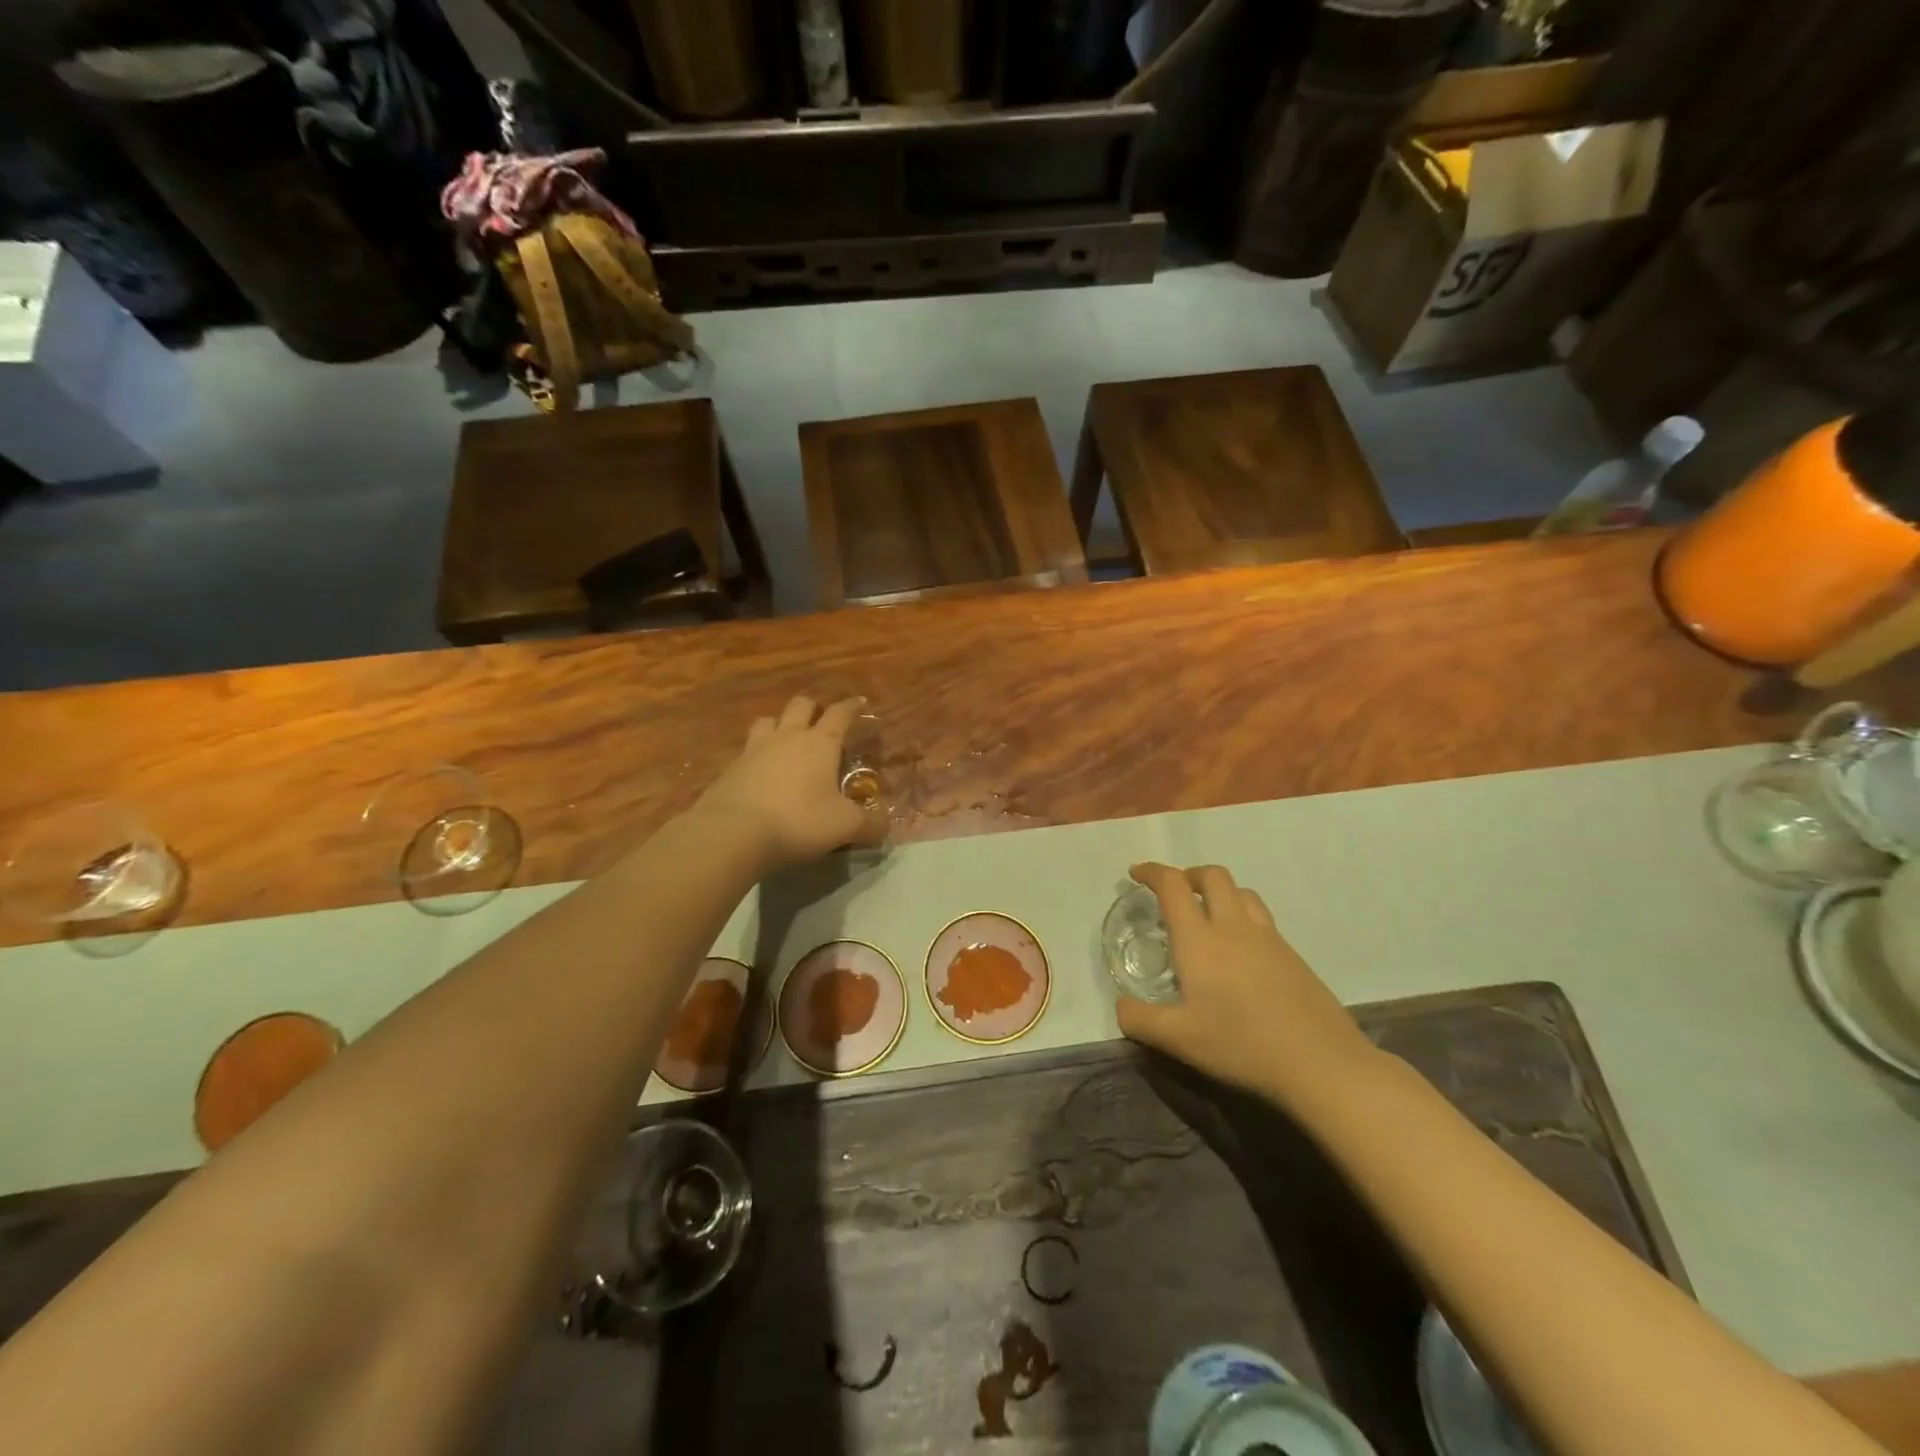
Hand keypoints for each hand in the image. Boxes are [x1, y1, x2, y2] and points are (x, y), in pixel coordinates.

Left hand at [696, 696, 878, 871]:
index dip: (851, 706)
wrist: (732, 833)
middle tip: (821, 720)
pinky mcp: (730, 768)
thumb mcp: (844, 826)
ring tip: (786, 739)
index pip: (840, 714)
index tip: (859, 701)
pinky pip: (747, 750)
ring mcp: (754, 750)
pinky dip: (757, 755)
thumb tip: (886, 826)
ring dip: (779, 725)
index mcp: (820, 743)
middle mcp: (787, 737)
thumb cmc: (798, 821)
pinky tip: (760, 772)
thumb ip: (869, 824)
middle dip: (813, 708)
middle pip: (800, 706)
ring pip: (768, 721)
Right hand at [1117, 863, 1379, 1105]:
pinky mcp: (1293, 956)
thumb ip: (1140, 1020)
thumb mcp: (1179, 1039)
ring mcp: (1269, 939)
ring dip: (1219, 892)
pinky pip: (1262, 919)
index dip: (1152, 872)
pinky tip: (1240, 952)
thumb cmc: (1241, 1044)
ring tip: (1207, 915)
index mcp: (1200, 939)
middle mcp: (1234, 927)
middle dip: (1189, 874)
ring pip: (1243, 892)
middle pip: (1213, 876)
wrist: (1321, 1063)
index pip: (1173, 886)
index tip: (1137, 873)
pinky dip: (1242, 917)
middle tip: (1174, 892)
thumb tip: (1120, 1007)